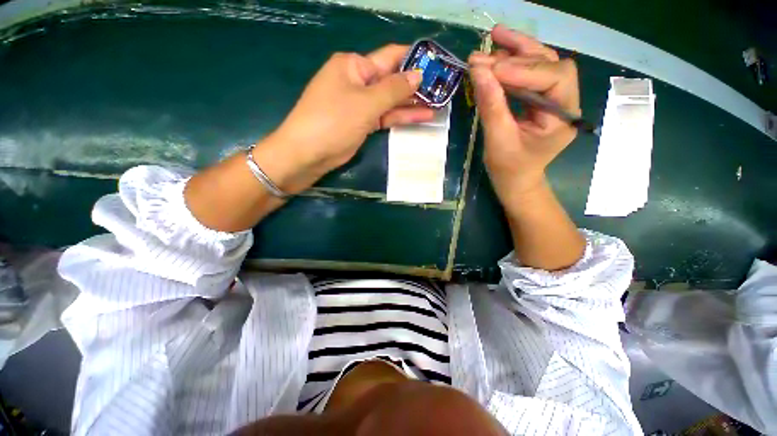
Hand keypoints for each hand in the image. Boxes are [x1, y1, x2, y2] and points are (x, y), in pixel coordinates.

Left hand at [259, 45, 433, 192]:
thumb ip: (394, 89)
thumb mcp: (366, 103)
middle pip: (393, 80)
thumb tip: (418, 74)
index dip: (415, 60)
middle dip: (417, 85)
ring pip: (391, 101)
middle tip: (444, 89)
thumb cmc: (333, 121)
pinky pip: (386, 116)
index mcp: (354, 66)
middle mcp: (358, 82)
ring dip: (413, 103)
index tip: (438, 64)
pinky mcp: (363, 123)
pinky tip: (423, 117)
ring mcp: (361, 104)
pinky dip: (402, 117)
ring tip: (440, 104)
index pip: (390, 57)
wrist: (309, 153)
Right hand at [469, 25, 579, 201]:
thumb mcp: (498, 141)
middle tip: (485, 52)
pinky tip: (498, 54)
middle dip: (517, 56)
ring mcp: (553, 99)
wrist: (515, 181)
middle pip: (549, 64)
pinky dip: (513, 63)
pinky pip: (529, 75)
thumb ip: (491, 106)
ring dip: (517, 50)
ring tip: (493, 38)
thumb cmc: (509, 169)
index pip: (553, 79)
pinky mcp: (539, 99)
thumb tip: (478, 71)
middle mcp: (565, 102)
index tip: (490, 68)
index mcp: (564, 117)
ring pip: (541, 64)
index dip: (523, 70)